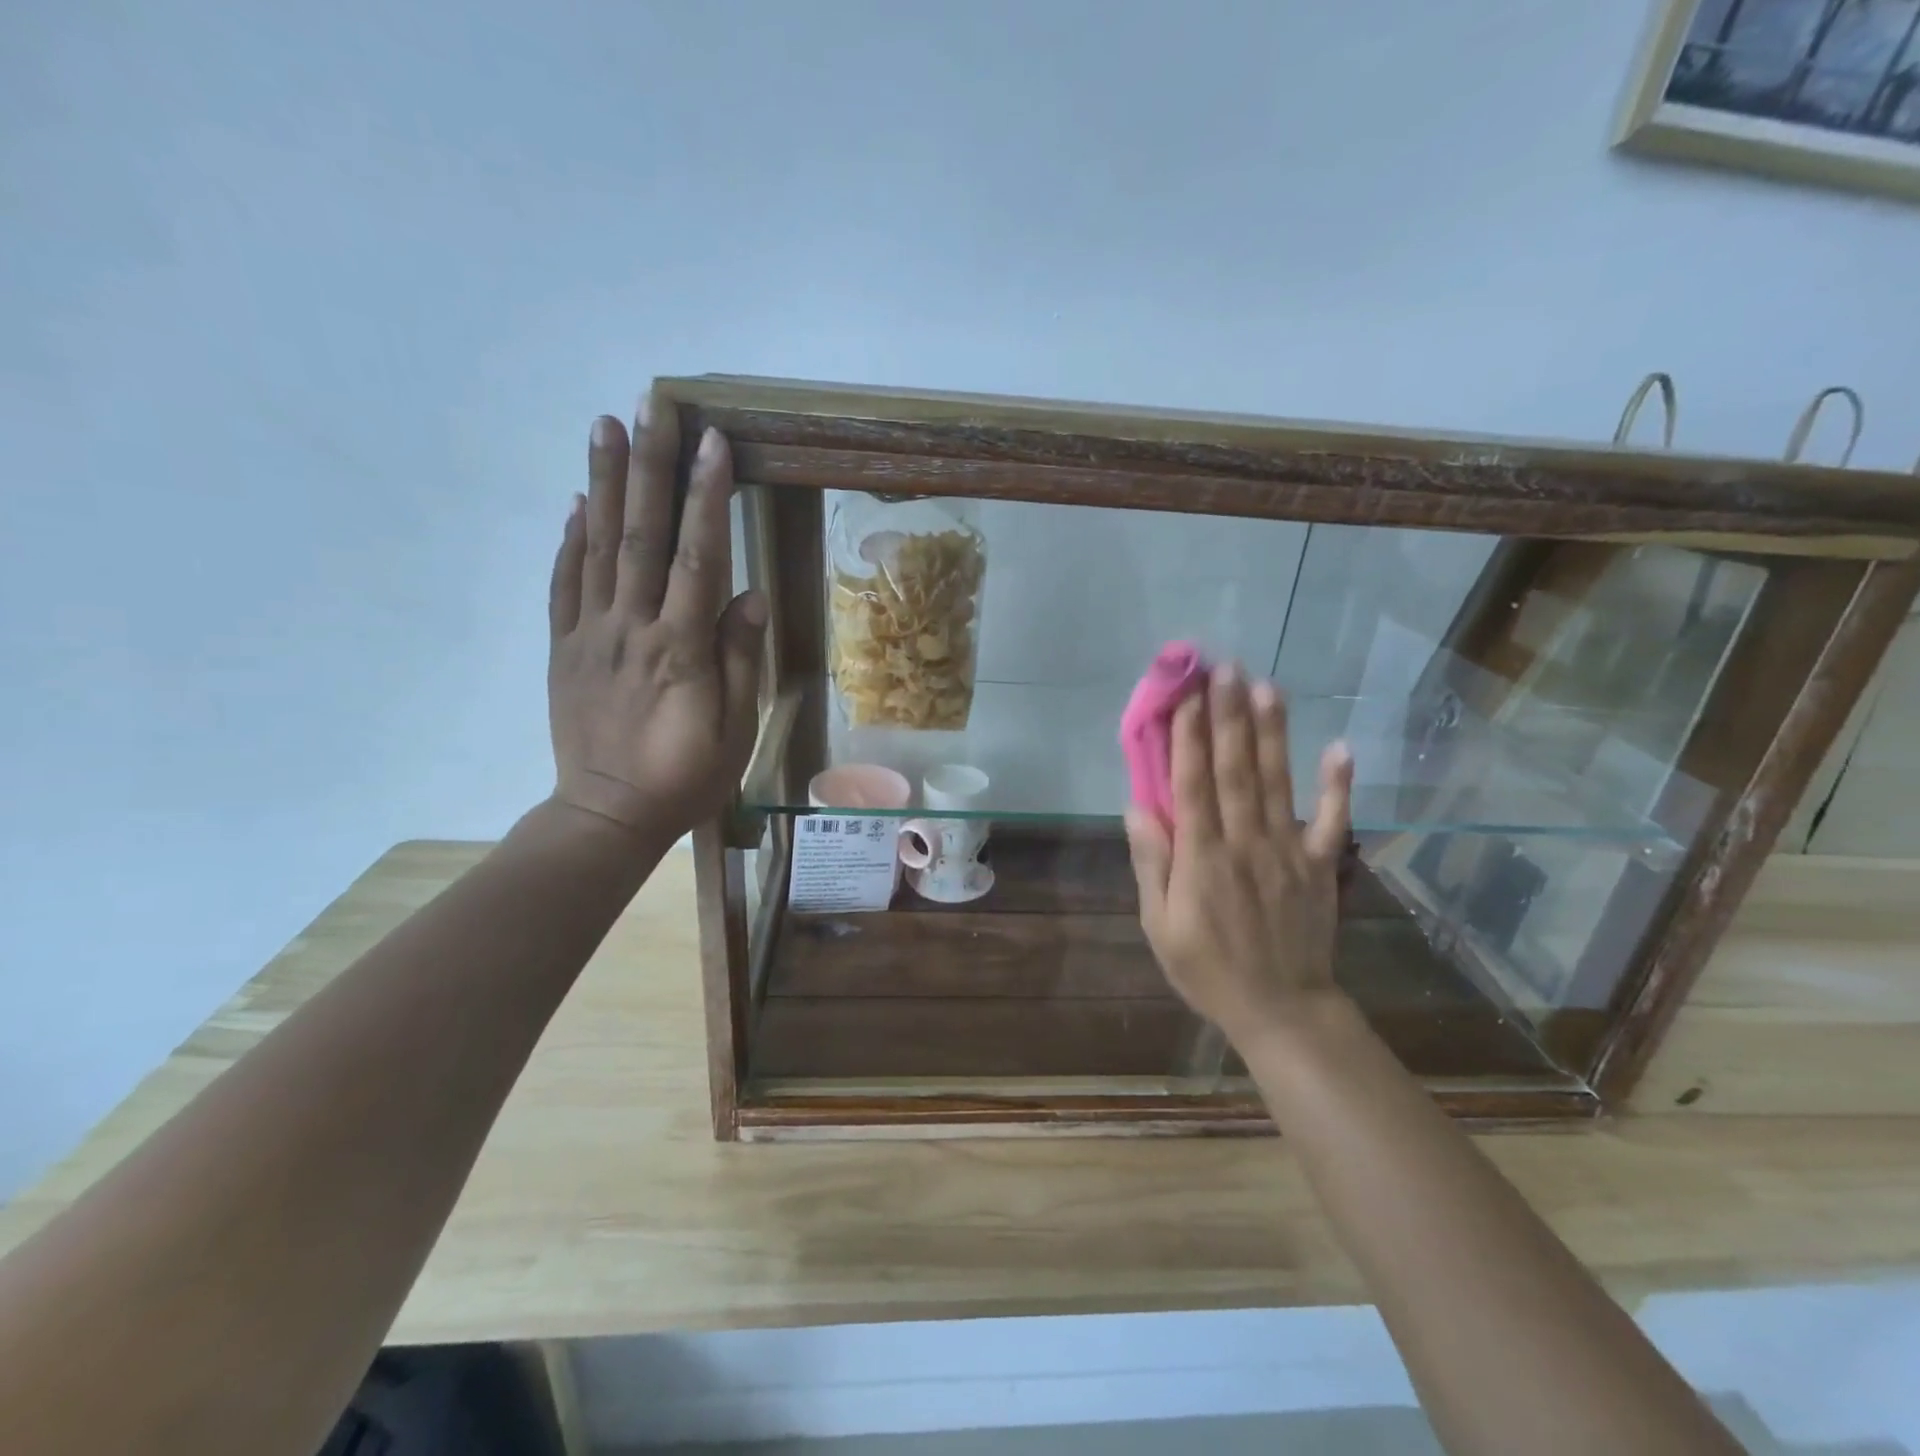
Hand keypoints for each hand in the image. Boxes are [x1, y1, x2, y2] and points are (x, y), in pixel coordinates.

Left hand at [546, 394, 764, 844]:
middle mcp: (631, 629)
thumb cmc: (687, 777)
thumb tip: (751, 595)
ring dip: (602, 484)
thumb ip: (740, 660)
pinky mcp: (563, 650)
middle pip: (641, 535)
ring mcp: (589, 636)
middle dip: (650, 467)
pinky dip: (569, 541)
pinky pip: (563, 586)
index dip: (706, 498)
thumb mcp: (735, 729)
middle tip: (652, 405)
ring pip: (596, 549)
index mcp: (680, 649)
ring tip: (605, 427)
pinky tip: (575, 504)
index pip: (697, 558)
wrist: (609, 815)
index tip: (713, 443)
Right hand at [1124, 664, 1354, 1044]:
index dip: (1187, 736)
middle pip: (1235, 770)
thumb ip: (1152, 865)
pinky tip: (1339, 746)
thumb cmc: (1208, 968)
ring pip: (1277, 782)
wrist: (1281, 1009)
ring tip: (1266, 686)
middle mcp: (1245, 842)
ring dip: (1271, 732)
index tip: (1184, 694)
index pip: (1192, 784)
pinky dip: (1337, 784)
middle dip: (1228, 716)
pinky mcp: (1321, 866)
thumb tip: (1138, 808)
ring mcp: (1288, 851)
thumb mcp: (1160, 926)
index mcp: (1202, 858)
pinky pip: (1332, 820)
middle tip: (1225, 668)